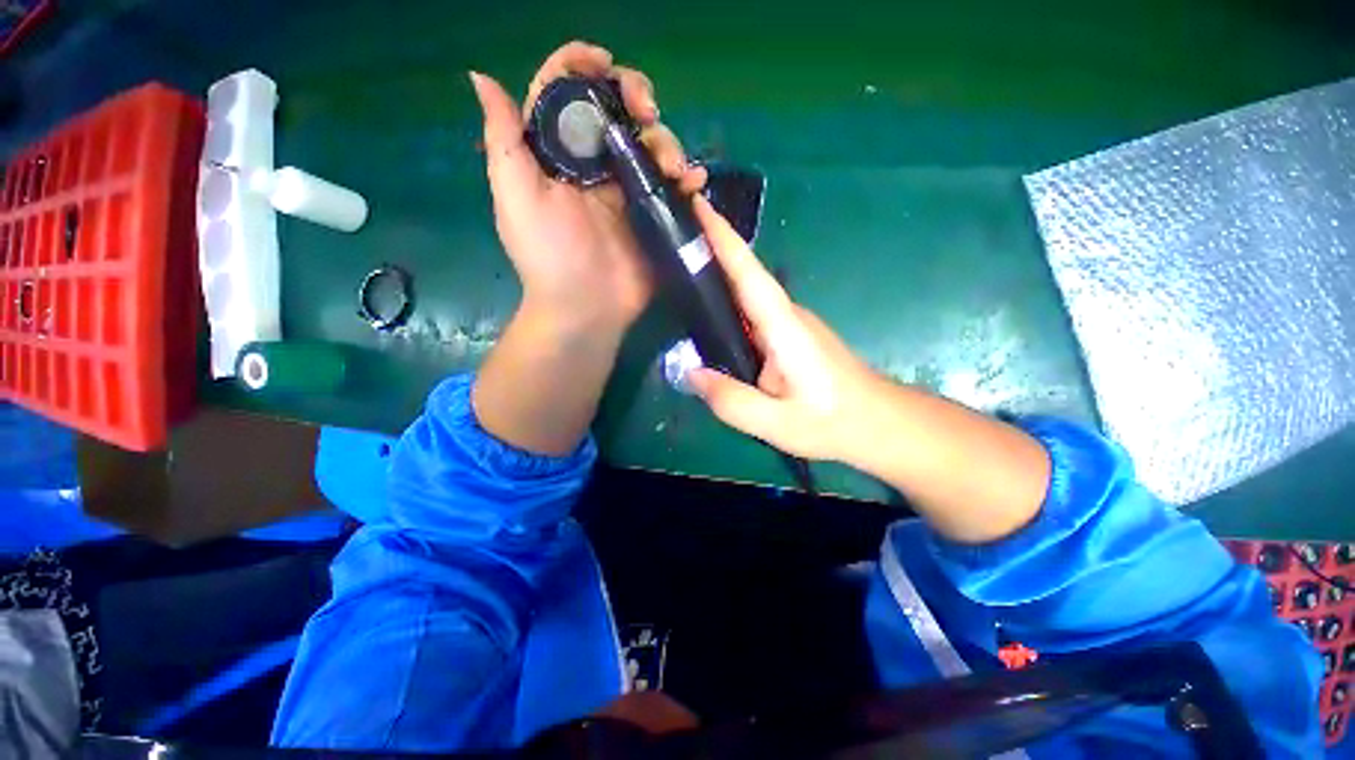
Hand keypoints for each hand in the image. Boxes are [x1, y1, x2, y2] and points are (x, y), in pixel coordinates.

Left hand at [470, 41, 706, 336]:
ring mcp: (627, 191)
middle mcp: (593, 165)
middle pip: (616, 110)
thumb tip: (482, 77)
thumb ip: (504, 141)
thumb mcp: (516, 198)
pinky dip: (687, 176)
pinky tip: (693, 181)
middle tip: (648, 111)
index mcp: (557, 155)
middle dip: (635, 97)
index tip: (605, 63)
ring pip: (650, 142)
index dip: (581, 66)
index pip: (566, 94)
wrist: (587, 308)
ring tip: (672, 165)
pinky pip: (673, 185)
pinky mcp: (652, 215)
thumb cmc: (549, 256)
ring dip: (665, 140)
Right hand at [686, 196, 1049, 542]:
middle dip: (709, 249)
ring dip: (716, 273)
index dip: (722, 237)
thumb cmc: (833, 421)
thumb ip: (731, 400)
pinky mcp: (789, 334)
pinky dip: (727, 301)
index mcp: (783, 326)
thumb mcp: (777, 424)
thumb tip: (690, 373)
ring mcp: (789, 322)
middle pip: (743, 274)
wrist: (879, 423)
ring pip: (746, 292)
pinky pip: (751, 311)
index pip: (747, 272)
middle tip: (666, 239)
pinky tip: (706, 313)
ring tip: (675, 269)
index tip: (696, 205)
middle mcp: (786, 313)